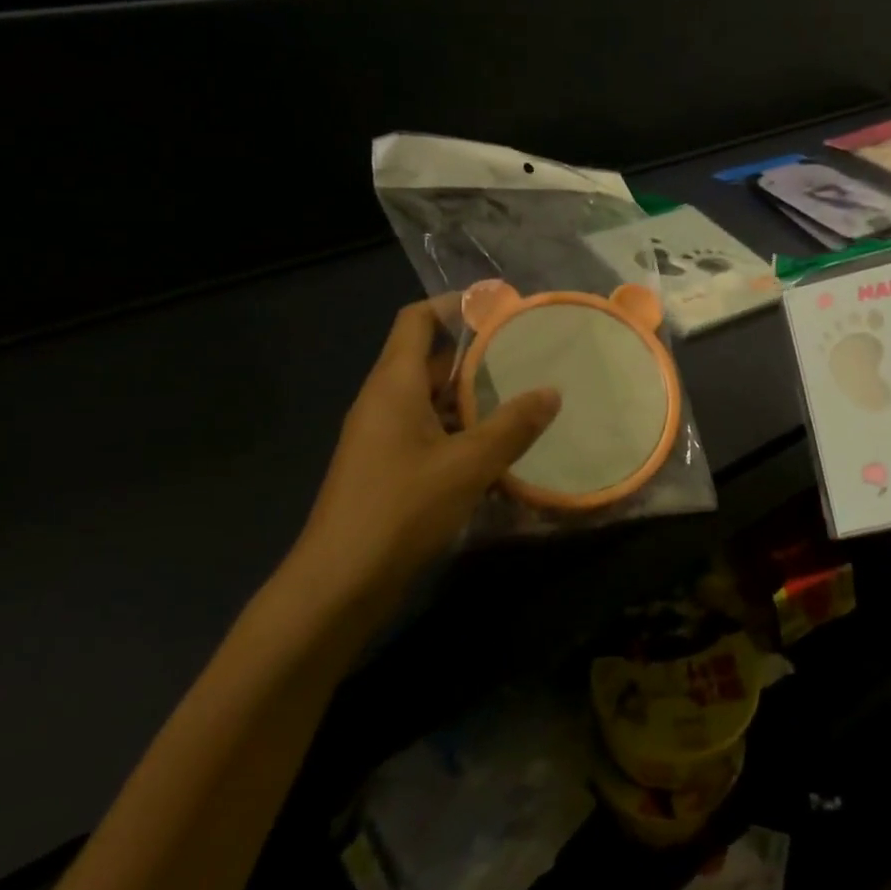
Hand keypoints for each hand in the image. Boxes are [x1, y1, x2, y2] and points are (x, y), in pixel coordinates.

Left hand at [290, 299, 560, 596]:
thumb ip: (513, 426)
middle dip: (477, 356)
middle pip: (429, 360)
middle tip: (527, 356)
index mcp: (394, 385)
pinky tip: (498, 451)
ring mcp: (382, 437)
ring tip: (523, 400)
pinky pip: (429, 432)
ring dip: (472, 399)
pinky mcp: (387, 468)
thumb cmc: (400, 509)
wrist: (338, 584)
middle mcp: (384, 401)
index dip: (453, 305)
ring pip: (432, 401)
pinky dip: (461, 432)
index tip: (499, 307)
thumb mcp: (468, 465)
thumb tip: (552, 392)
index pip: (416, 320)